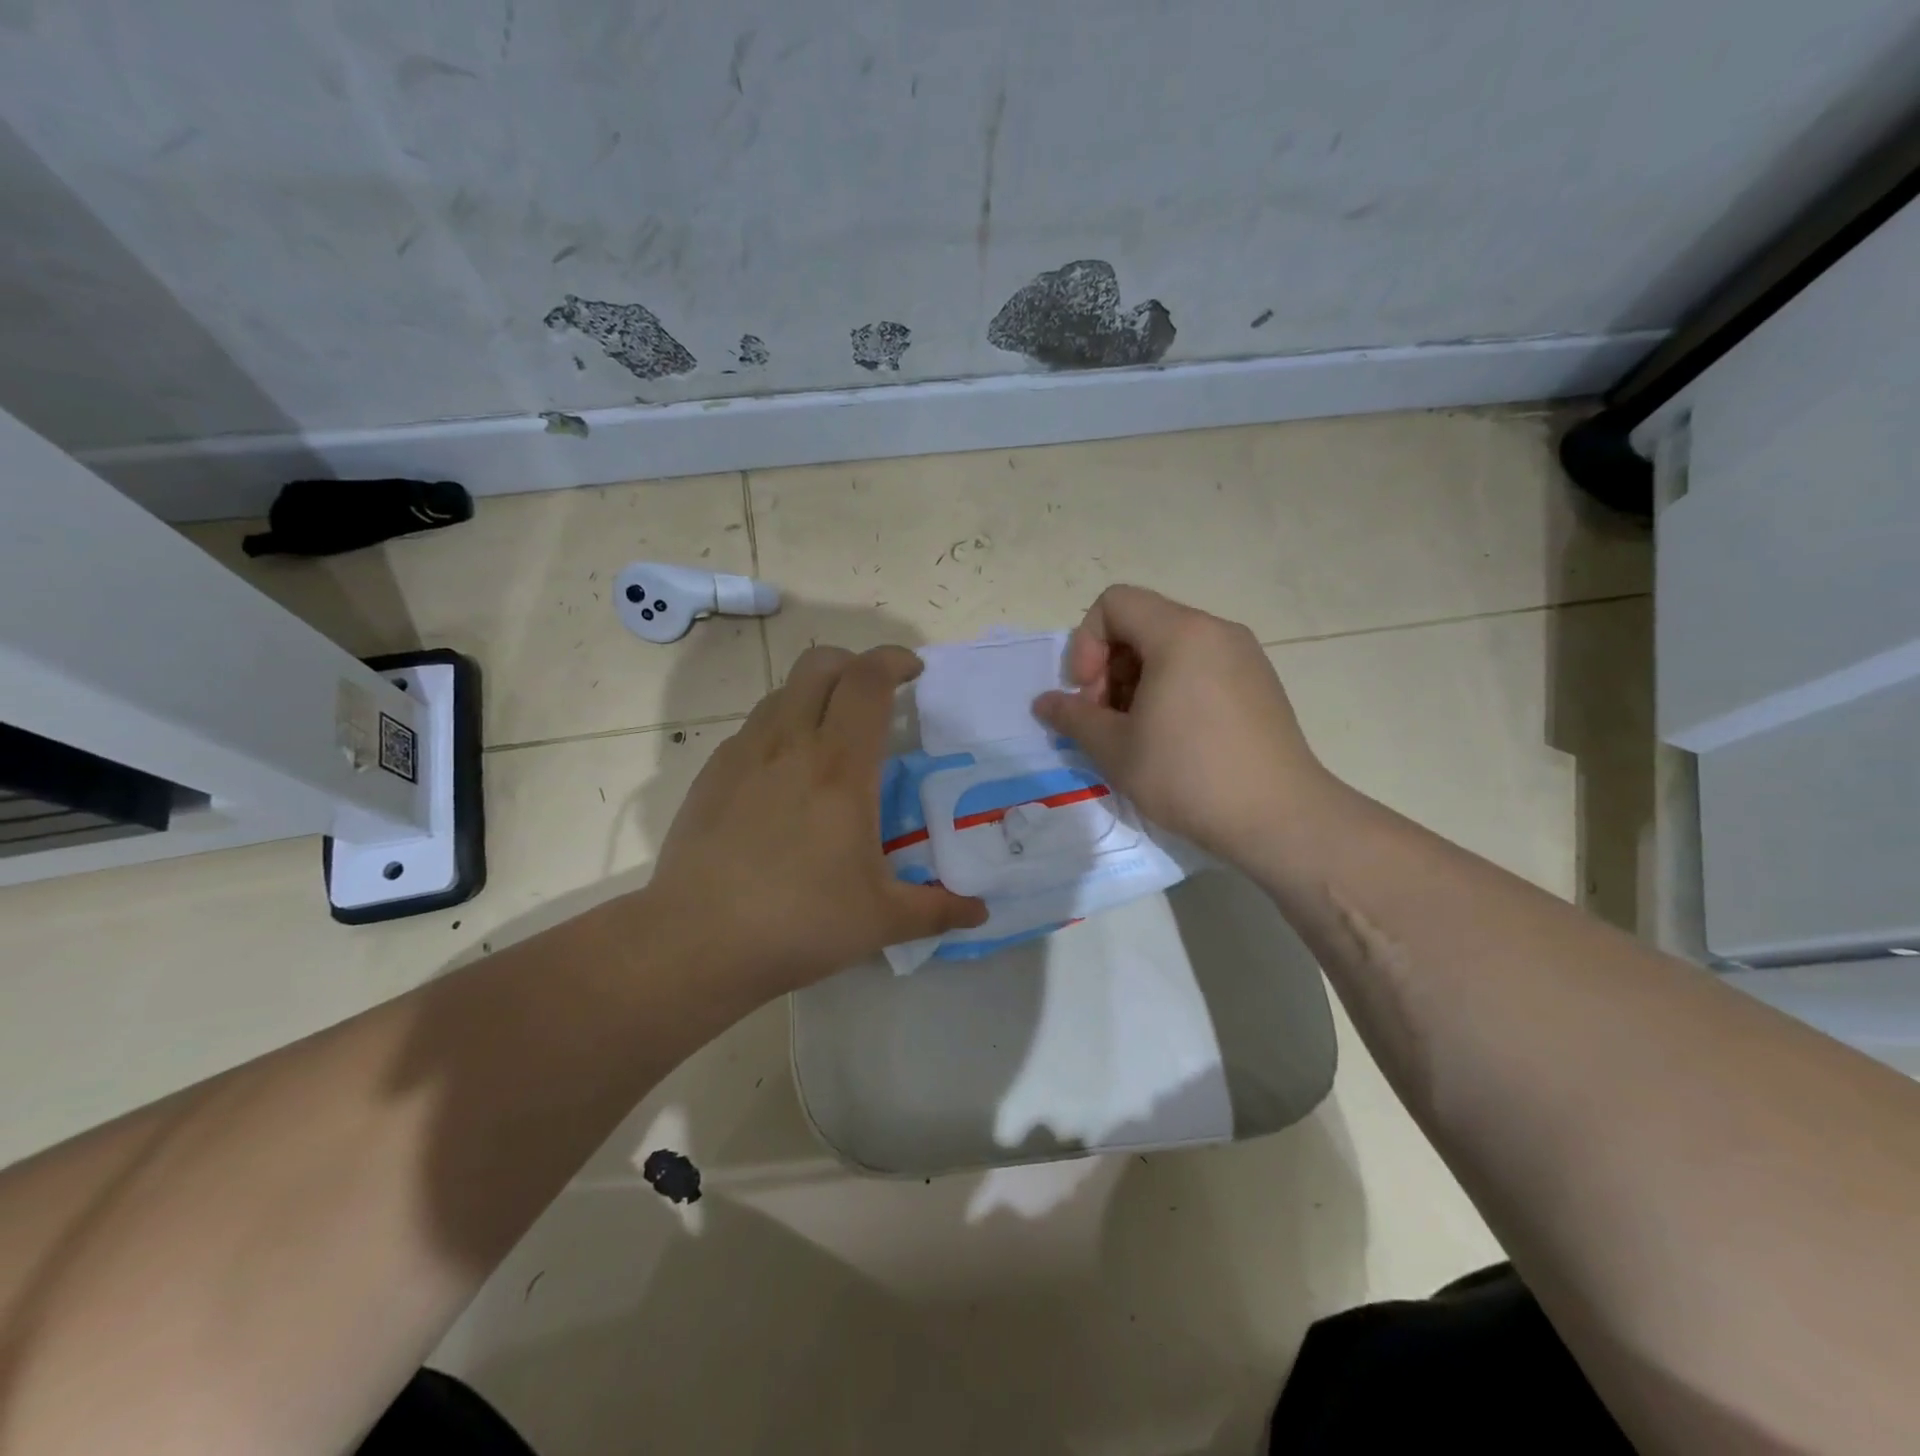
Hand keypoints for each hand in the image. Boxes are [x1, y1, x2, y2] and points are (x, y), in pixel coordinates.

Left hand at [646, 645, 987, 996]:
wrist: (696, 942)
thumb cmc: (799, 922)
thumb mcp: (881, 920)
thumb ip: (938, 909)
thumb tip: (981, 914)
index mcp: (839, 767)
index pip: (867, 681)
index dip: (894, 660)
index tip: (914, 671)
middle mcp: (790, 744)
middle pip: (820, 664)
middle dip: (854, 664)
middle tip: (875, 696)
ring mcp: (743, 755)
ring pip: (782, 692)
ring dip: (815, 694)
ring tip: (832, 736)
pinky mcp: (711, 775)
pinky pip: (753, 729)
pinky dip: (780, 729)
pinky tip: (785, 778)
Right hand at [1033, 585, 1338, 867]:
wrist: (1280, 818)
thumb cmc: (1188, 775)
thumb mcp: (1115, 749)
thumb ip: (1072, 717)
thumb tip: (1044, 703)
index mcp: (1181, 633)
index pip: (1114, 603)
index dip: (1086, 643)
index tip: (1088, 694)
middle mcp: (1216, 631)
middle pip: (1142, 623)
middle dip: (1110, 666)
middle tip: (1106, 719)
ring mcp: (1244, 656)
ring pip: (1171, 647)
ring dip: (1138, 681)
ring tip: (1136, 732)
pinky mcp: (1259, 684)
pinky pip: (1201, 666)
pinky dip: (1172, 688)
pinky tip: (1172, 738)